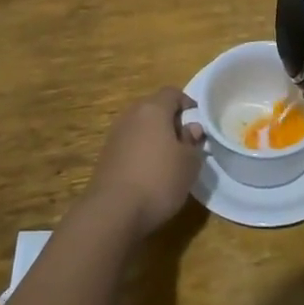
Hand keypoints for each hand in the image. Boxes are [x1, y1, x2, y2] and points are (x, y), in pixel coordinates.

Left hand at [86, 89, 206, 236]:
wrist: (112, 212)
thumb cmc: (159, 180)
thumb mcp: (189, 163)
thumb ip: (193, 142)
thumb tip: (191, 128)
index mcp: (153, 109)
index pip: (173, 93)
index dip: (188, 104)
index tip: (198, 123)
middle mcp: (131, 116)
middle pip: (154, 108)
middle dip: (171, 121)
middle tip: (185, 142)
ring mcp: (115, 135)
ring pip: (141, 127)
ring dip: (155, 138)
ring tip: (169, 161)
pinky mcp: (105, 156)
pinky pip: (130, 145)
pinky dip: (141, 152)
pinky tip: (149, 174)